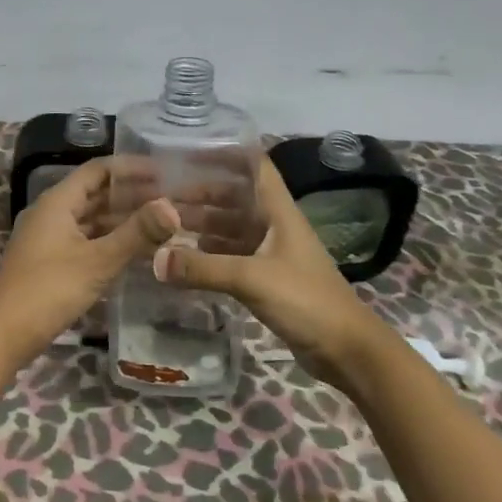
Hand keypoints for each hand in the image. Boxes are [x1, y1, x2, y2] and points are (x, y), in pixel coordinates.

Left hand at [0, 160, 178, 371]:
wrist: (2, 336)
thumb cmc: (49, 290)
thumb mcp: (97, 261)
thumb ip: (136, 233)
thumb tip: (172, 206)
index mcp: (57, 201)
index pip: (98, 170)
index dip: (131, 168)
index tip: (165, 172)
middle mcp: (51, 212)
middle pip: (95, 193)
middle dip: (131, 195)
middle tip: (171, 199)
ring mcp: (48, 238)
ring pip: (91, 219)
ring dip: (122, 220)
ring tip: (161, 224)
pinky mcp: (49, 261)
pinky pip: (85, 240)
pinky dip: (109, 241)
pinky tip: (135, 251)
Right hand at [155, 157, 388, 391]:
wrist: (346, 350)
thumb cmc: (306, 300)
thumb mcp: (252, 279)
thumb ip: (204, 268)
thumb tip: (155, 260)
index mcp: (279, 212)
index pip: (255, 167)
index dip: (226, 154)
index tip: (189, 151)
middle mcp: (274, 226)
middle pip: (235, 198)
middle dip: (202, 194)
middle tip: (161, 195)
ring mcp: (271, 253)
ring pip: (231, 228)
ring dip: (202, 224)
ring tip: (165, 224)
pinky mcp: (267, 279)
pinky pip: (231, 256)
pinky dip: (209, 254)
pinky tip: (184, 258)